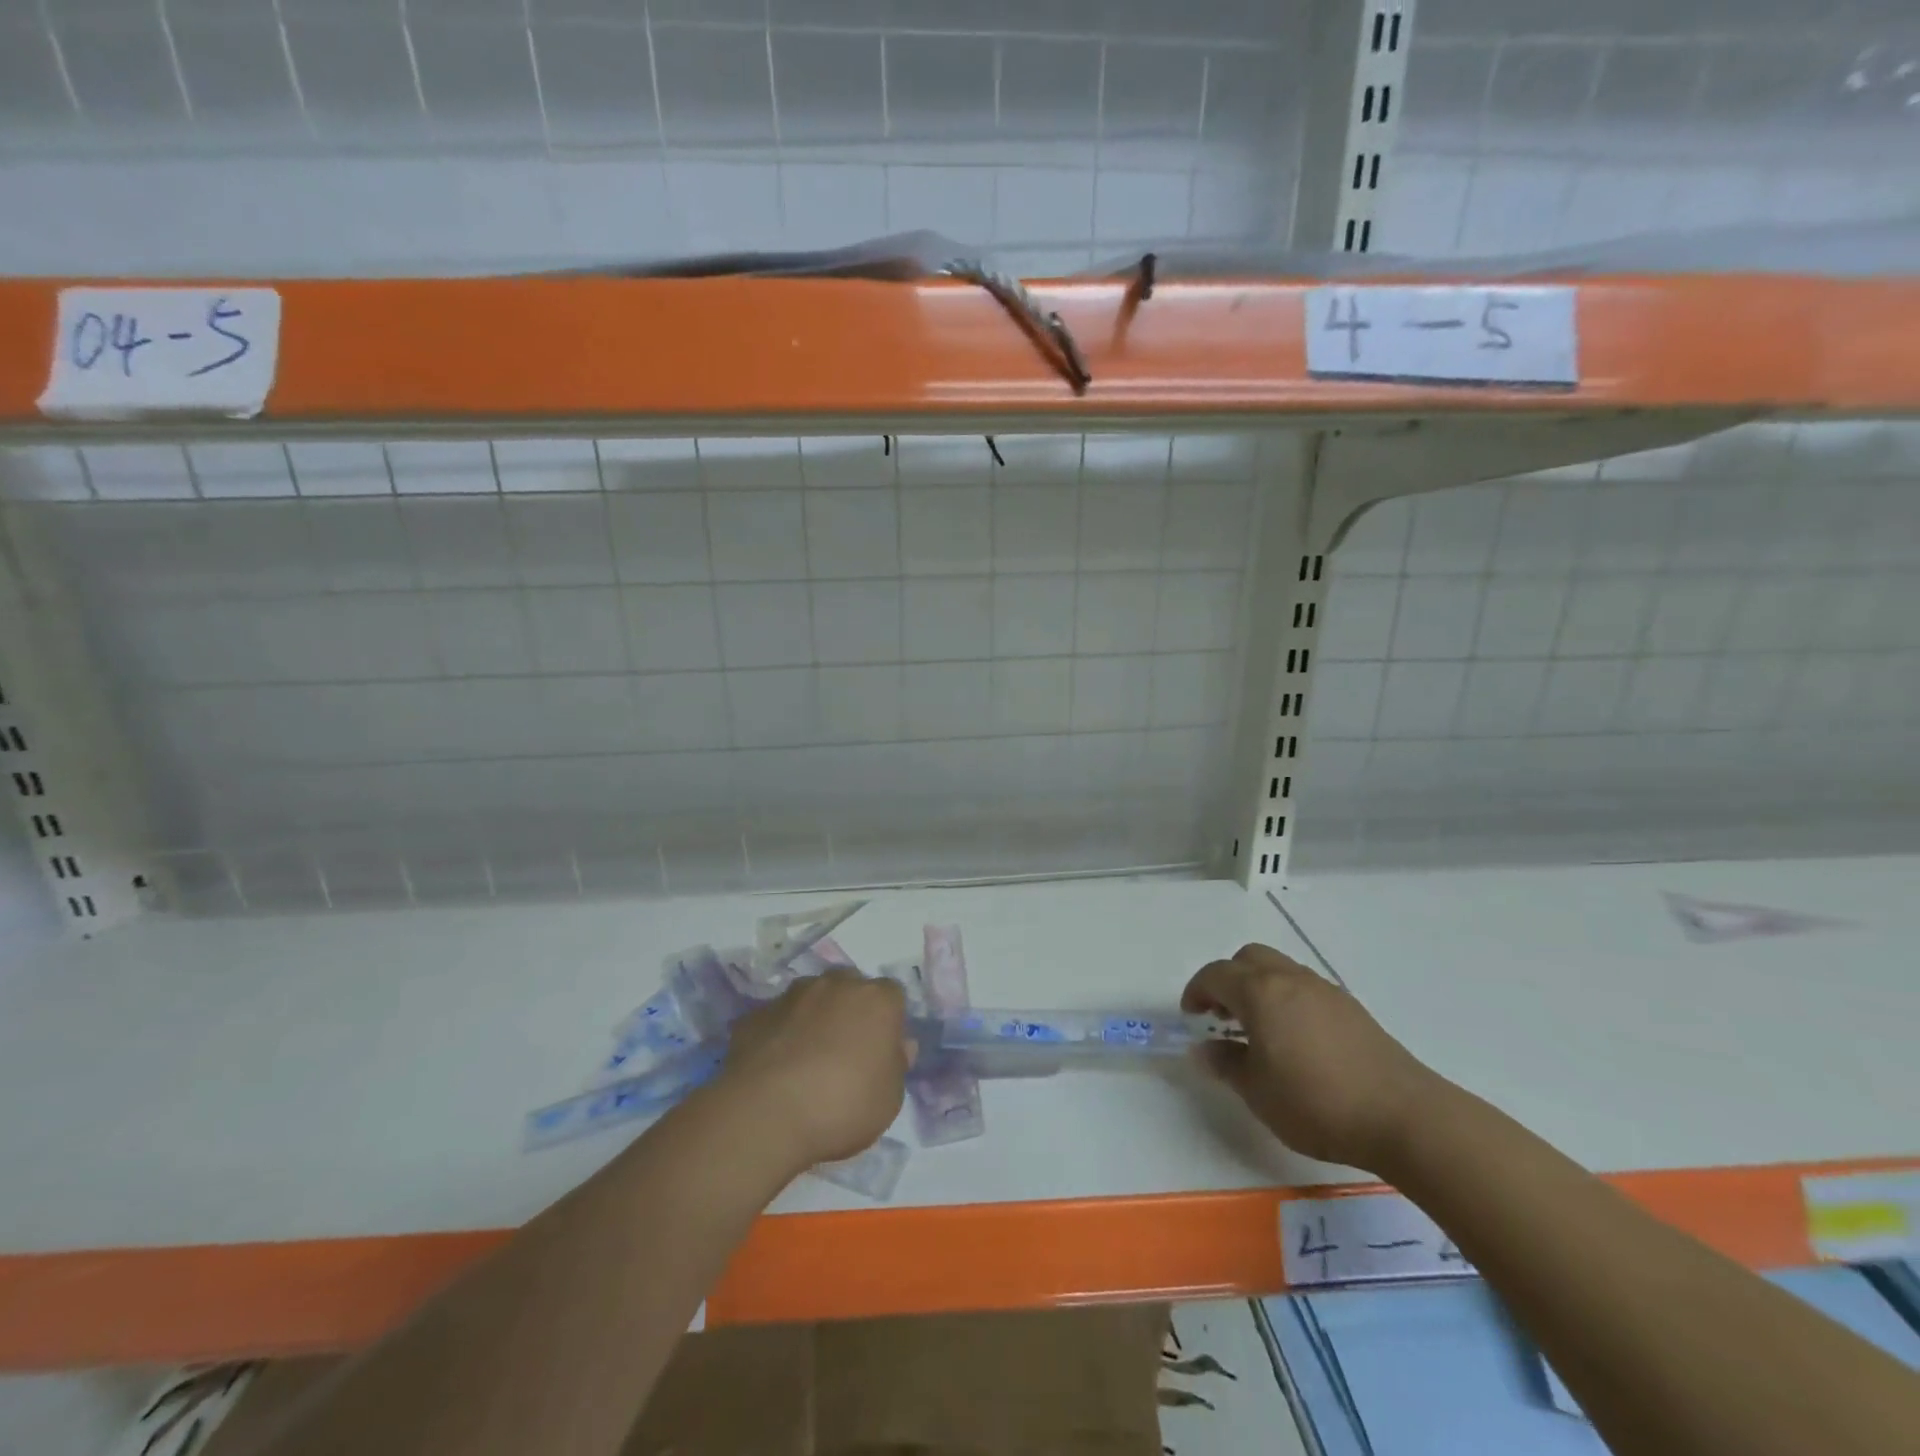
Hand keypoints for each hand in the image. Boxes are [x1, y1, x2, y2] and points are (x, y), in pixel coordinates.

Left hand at [717, 970, 909, 1173]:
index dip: (887, 1021)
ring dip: (812, 1017)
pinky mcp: (756, 1014)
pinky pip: (777, 1020)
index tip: (881, 1051)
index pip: (892, 995)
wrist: (767, 1113)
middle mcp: (837, 984)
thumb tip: (898, 1046)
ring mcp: (792, 995)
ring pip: (810, 997)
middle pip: (850, 987)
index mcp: (877, 1000)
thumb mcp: (889, 1099)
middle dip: (849, 1011)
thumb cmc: (843, 1105)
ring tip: (805, 1060)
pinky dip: (779, 1035)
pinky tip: (774, 1069)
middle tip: (845, 1052)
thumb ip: (896, 1065)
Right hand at [1182, 944, 1441, 1172]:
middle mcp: (1290, 979)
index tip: (1192, 1017)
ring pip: (1280, 969)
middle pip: (1248, 958)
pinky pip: (1305, 988)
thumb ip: (1225, 1064)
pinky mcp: (1351, 1008)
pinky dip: (1287, 1000)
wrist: (1404, 1117)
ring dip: (1259, 987)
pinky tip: (1296, 1040)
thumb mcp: (1257, 1092)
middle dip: (1228, 980)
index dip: (1197, 992)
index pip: (1215, 975)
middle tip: (1222, 1016)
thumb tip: (1205, 1048)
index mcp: (1260, 992)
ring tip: (1259, 1029)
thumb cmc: (1317, 1103)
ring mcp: (1324, 990)